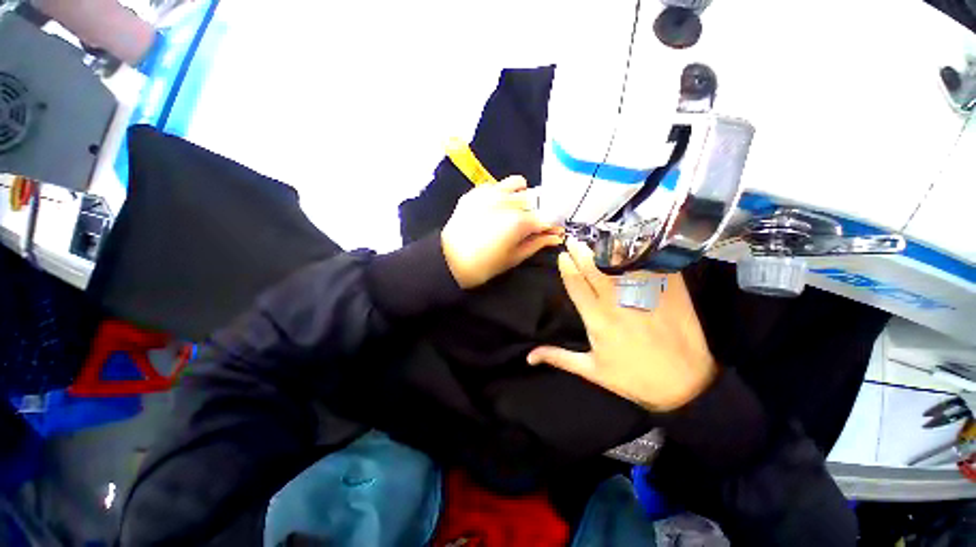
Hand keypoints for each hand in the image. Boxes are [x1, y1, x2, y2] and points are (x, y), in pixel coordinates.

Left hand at [441, 176, 562, 288]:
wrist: (448, 260)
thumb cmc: (484, 266)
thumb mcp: (514, 258)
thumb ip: (537, 243)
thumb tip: (556, 236)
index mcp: (520, 221)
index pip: (548, 217)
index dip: (552, 225)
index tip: (552, 231)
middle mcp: (508, 200)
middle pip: (536, 199)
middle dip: (537, 211)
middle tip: (530, 225)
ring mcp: (491, 192)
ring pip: (519, 184)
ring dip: (522, 196)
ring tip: (513, 211)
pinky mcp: (476, 191)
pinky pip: (497, 185)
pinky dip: (502, 194)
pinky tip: (494, 209)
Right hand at [527, 238, 716, 411]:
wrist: (685, 385)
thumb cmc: (633, 378)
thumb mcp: (592, 370)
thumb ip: (559, 358)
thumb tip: (529, 357)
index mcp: (596, 318)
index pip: (575, 284)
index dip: (566, 267)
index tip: (561, 255)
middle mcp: (617, 301)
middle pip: (594, 267)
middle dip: (580, 251)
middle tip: (573, 240)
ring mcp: (644, 293)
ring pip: (621, 261)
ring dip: (606, 247)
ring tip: (597, 239)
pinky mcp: (669, 291)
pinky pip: (652, 264)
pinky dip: (641, 251)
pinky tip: (633, 243)